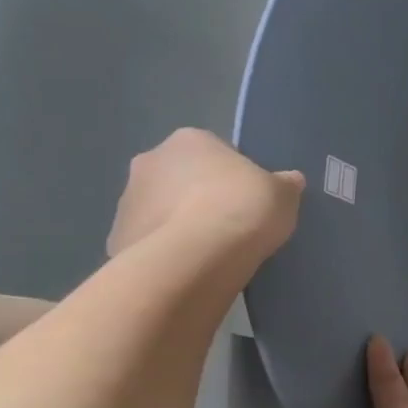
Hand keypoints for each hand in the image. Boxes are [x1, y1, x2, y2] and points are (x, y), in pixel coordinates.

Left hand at [107, 128, 302, 272]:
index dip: (235, 177)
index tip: (249, 200)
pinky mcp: (118, 236)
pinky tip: (190, 267)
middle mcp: (151, 160)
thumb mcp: (283, 194)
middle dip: (200, 196)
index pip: (215, 152)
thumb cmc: (243, 209)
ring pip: (162, 208)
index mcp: (191, 140)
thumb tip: (289, 180)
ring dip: (180, 222)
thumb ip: (284, 184)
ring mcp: (128, 199)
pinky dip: (167, 250)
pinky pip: (149, 240)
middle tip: (230, 224)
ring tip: (211, 252)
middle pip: (182, 177)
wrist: (197, 257)